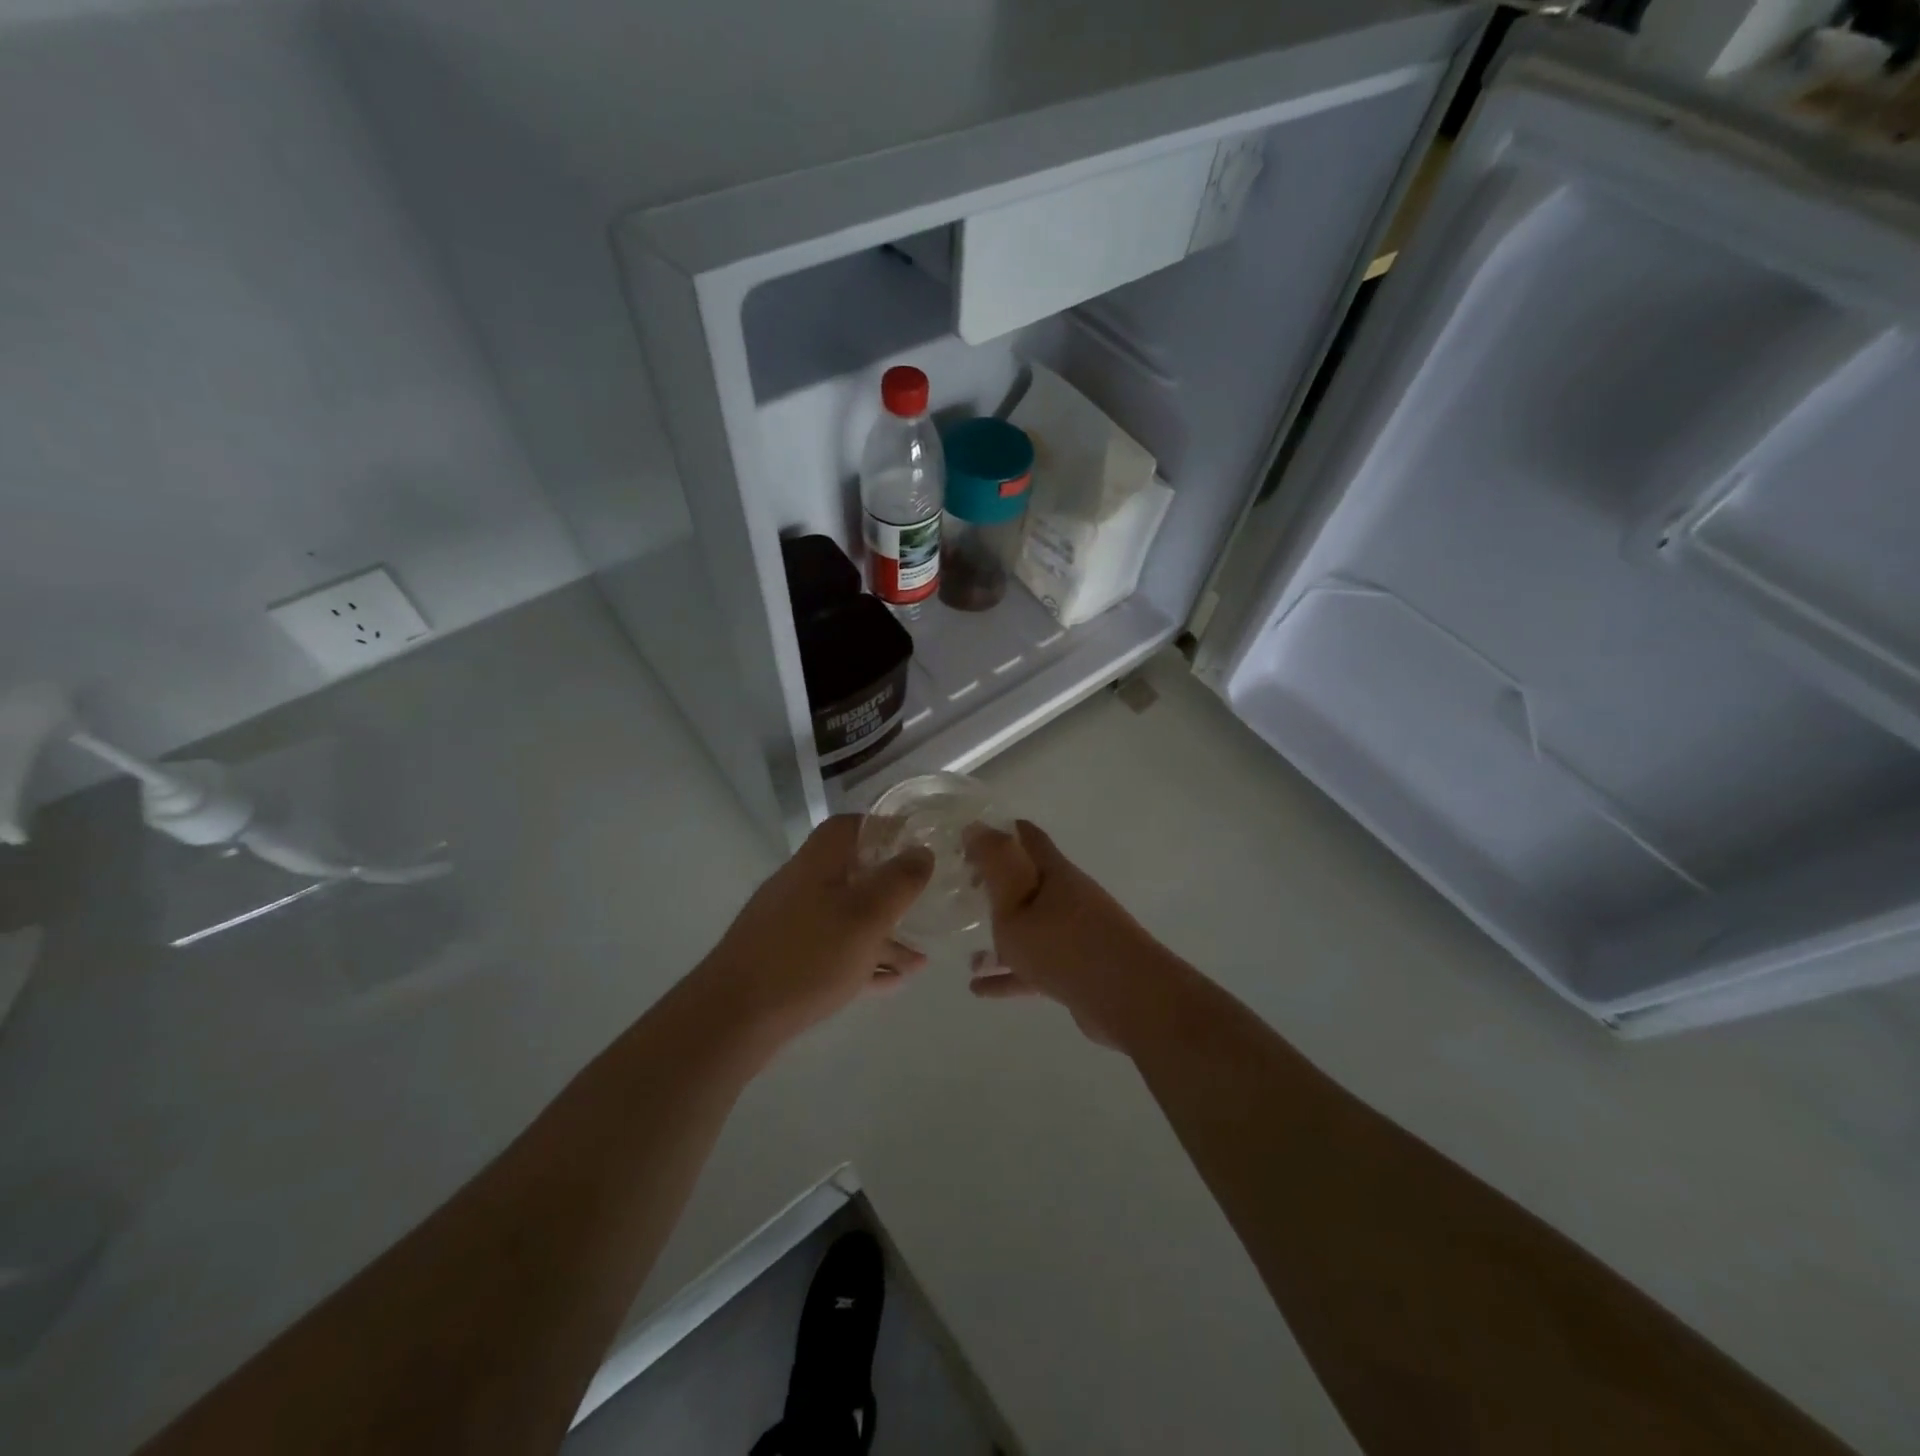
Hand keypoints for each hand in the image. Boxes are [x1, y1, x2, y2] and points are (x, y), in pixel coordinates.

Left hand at [695, 815, 933, 1047]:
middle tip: (925, 905)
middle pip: (853, 874)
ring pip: (847, 918)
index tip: (917, 845)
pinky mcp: (785, 960)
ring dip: (884, 934)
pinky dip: (863, 959)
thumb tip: (921, 852)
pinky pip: (834, 951)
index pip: (851, 826)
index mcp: (818, 863)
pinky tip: (891, 981)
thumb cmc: (806, 957)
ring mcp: (791, 924)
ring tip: (920, 960)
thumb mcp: (866, 916)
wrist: (731, 1018)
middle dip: (891, 890)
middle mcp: (802, 885)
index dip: (885, 829)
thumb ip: (899, 881)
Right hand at [964, 820, 1186, 1050]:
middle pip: (1026, 881)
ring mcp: (1075, 933)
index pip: (1025, 836)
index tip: (963, 844)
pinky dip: (1007, 973)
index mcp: (1054, 872)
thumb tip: (976, 826)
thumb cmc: (1063, 946)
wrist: (1129, 999)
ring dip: (998, 934)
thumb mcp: (1015, 904)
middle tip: (960, 893)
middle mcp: (1067, 896)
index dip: (995, 833)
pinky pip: (1034, 964)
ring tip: (965, 948)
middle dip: (994, 884)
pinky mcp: (1077, 968)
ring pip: (1028, 926)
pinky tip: (978, 988)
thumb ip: (994, 866)